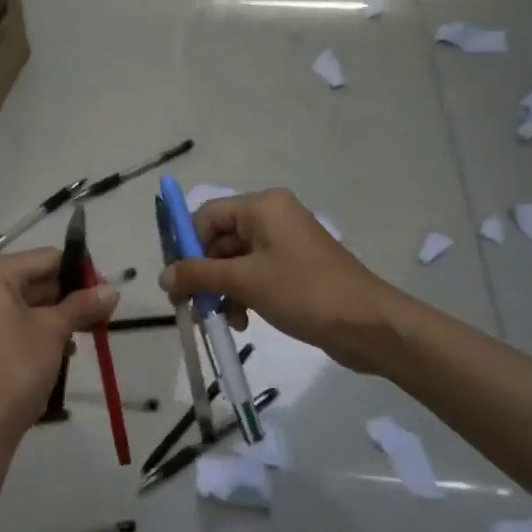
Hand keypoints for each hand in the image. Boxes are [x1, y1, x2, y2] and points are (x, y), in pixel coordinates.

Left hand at [0, 248, 118, 450]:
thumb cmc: (15, 368)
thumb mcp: (54, 332)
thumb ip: (83, 305)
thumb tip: (112, 290)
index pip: (46, 258)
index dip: (79, 273)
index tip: (105, 293)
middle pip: (34, 279)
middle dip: (68, 297)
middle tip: (100, 316)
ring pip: (25, 303)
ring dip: (56, 316)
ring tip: (84, 335)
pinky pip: (11, 322)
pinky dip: (36, 330)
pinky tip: (61, 352)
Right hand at [160, 188, 401, 371]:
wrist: (368, 324)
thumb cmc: (303, 292)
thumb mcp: (245, 282)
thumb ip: (199, 275)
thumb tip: (163, 276)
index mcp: (263, 206)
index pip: (207, 216)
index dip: (187, 247)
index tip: (177, 281)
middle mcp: (273, 217)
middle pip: (220, 240)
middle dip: (205, 274)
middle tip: (192, 307)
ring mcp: (286, 243)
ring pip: (236, 261)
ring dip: (223, 290)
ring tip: (220, 320)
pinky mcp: (295, 268)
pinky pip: (256, 275)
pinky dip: (244, 295)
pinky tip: (242, 322)